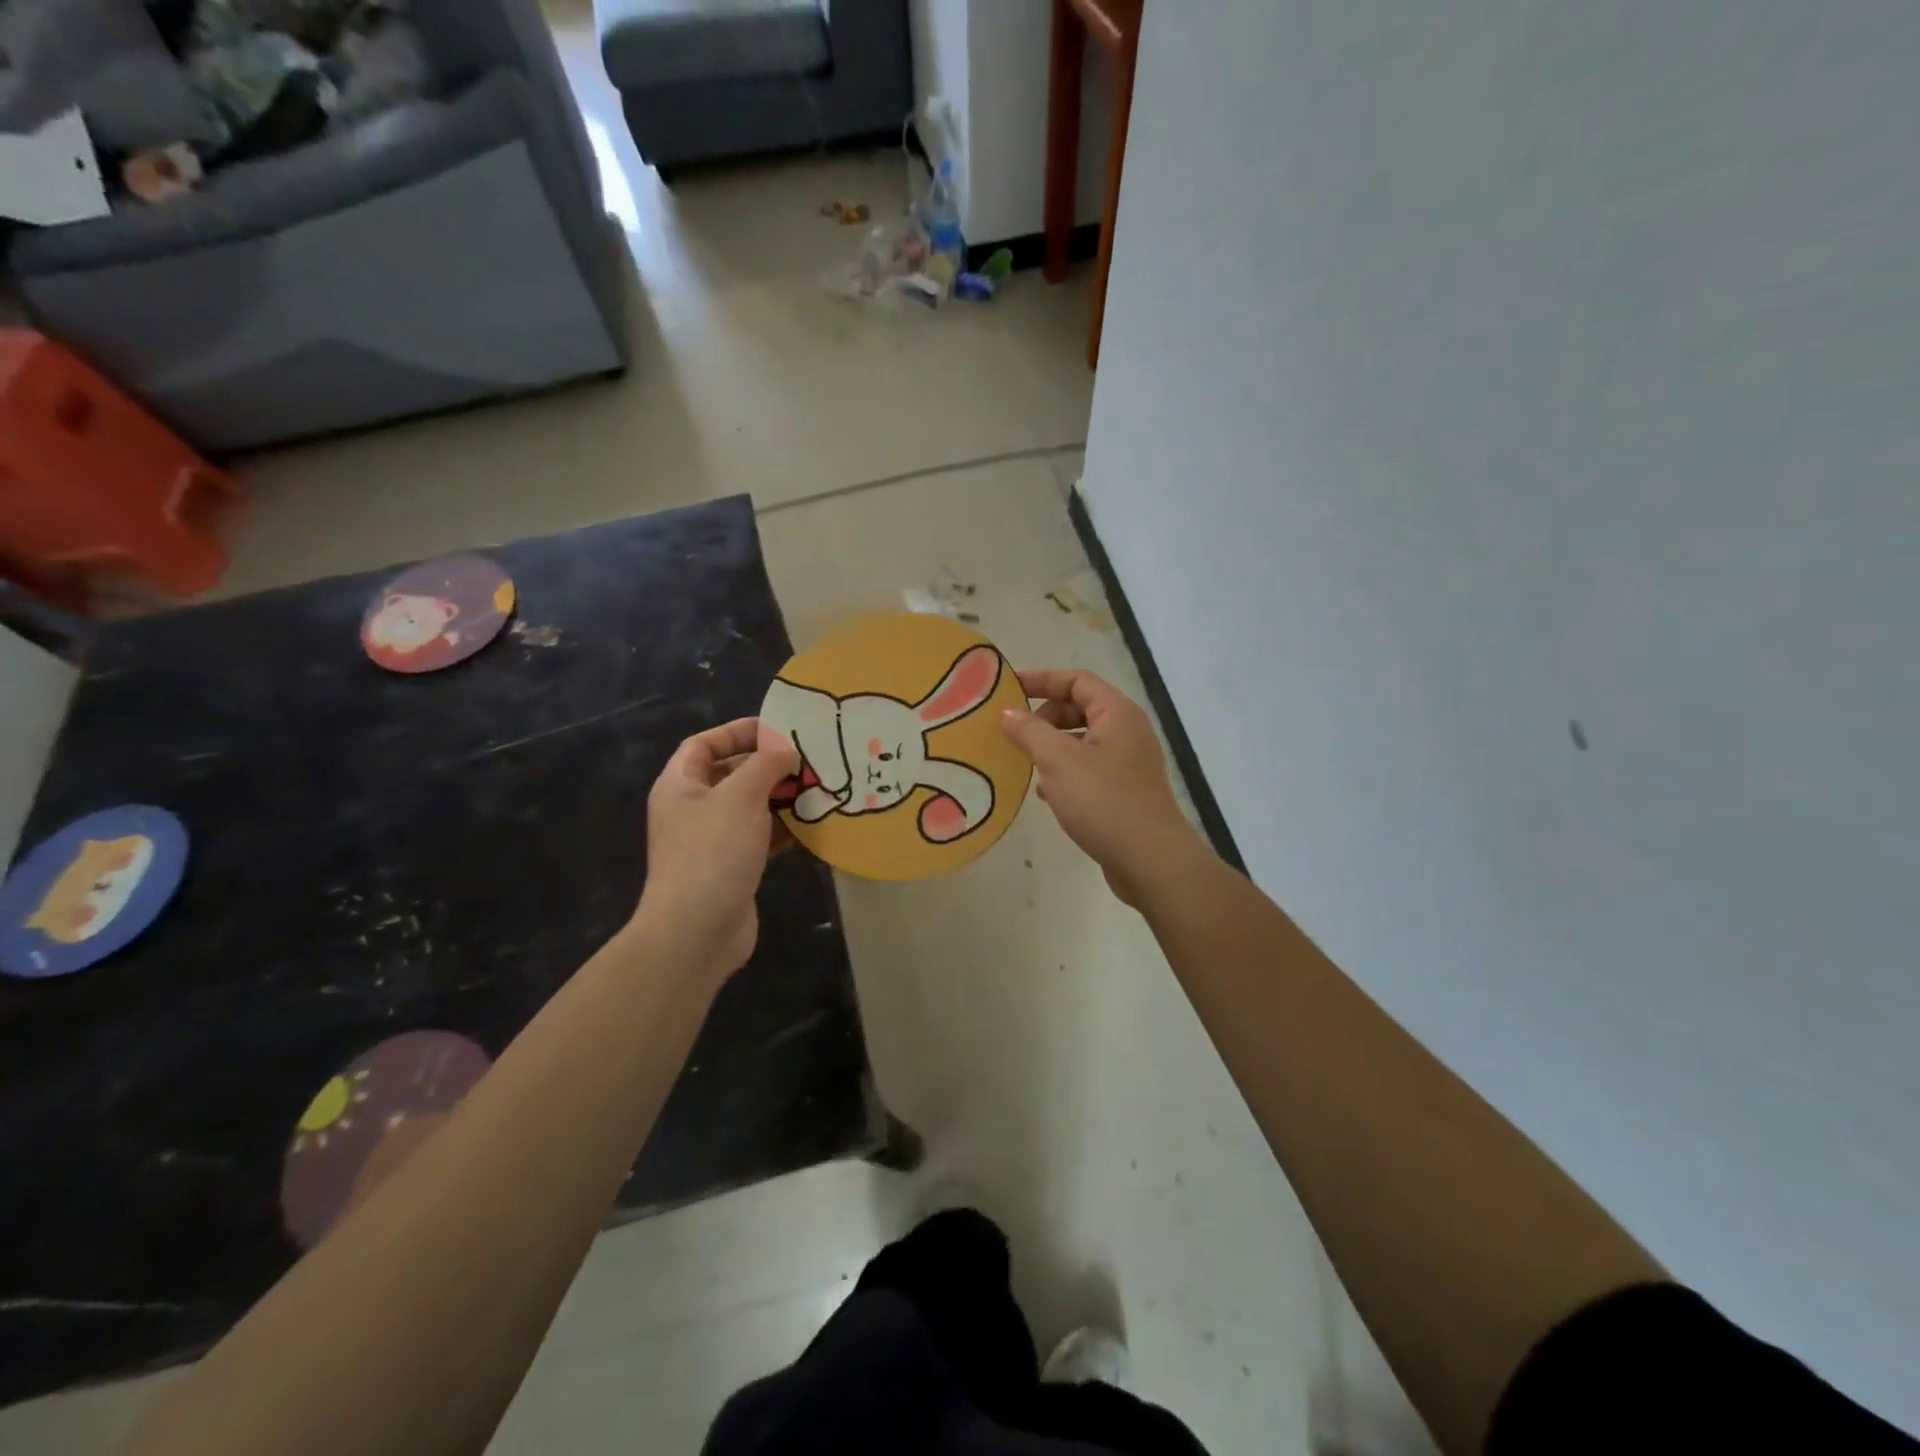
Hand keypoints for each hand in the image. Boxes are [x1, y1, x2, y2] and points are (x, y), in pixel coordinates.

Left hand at [637, 718, 798, 978]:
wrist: (697, 931)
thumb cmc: (713, 852)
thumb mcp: (741, 796)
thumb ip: (765, 765)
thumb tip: (786, 749)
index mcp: (680, 786)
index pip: (704, 744)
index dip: (737, 732)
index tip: (778, 730)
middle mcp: (692, 809)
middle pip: (730, 774)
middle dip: (768, 765)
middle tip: (808, 759)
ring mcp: (711, 841)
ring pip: (750, 806)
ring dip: (781, 797)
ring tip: (817, 788)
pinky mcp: (732, 867)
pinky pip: (760, 836)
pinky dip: (784, 828)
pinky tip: (813, 824)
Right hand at [1000, 669, 1205, 906]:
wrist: (1150, 859)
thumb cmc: (1103, 800)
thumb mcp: (1058, 760)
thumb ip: (1030, 731)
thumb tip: (1008, 712)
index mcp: (1117, 713)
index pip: (1077, 680)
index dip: (1042, 679)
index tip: (1007, 689)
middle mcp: (1127, 731)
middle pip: (1080, 708)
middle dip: (1045, 716)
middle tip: (1015, 733)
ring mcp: (1129, 763)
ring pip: (1082, 741)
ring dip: (1052, 746)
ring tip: (1024, 762)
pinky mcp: (1125, 792)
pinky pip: (1088, 769)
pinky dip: (1064, 772)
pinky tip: (1045, 793)